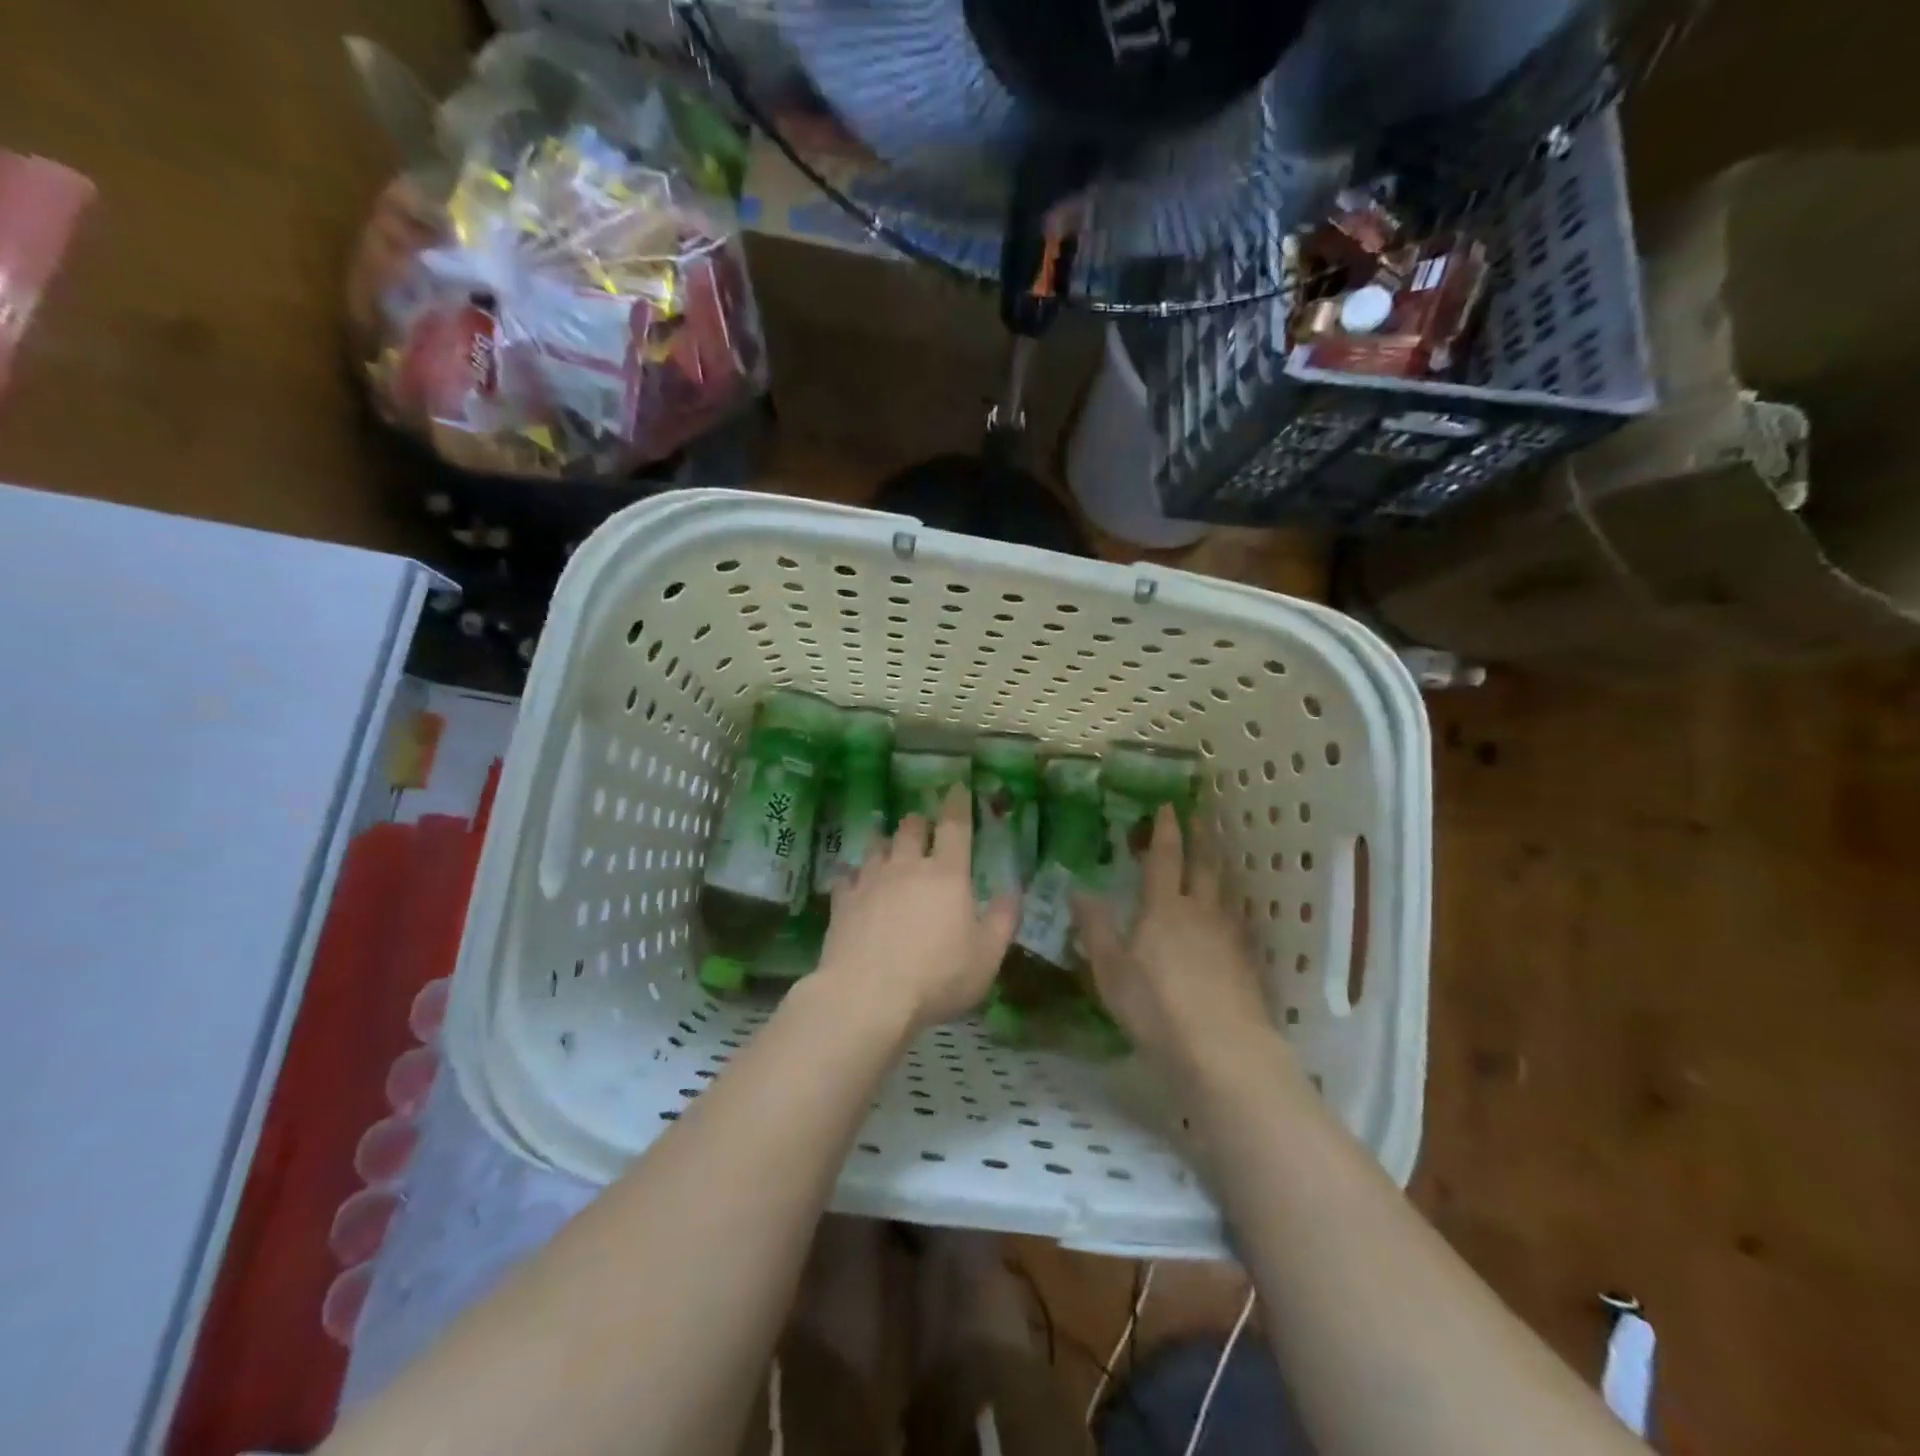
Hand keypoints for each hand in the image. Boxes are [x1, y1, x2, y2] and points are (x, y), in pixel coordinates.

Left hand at [817, 785, 1018, 1033]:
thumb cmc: (937, 976)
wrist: (867, 995)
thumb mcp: (986, 956)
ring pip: (876, 846)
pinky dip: (854, 876)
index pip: (955, 826)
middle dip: (918, 822)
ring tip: (889, 848)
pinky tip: (854, 883)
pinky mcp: (842, 901)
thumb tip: (1013, 890)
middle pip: (910, 828)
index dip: (957, 804)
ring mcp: (870, 881)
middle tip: (922, 826)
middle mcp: (907, 867)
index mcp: (946, 874)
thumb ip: (1002, 920)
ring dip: (885, 843)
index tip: (957, 787)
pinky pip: (847, 877)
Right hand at [1072, 804, 1275, 1070]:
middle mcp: (1200, 912)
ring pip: (1225, 891)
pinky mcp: (1247, 963)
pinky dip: (1230, 906)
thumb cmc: (1156, 1007)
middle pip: (1204, 866)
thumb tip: (1077, 889)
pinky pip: (1237, 920)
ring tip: (1216, 856)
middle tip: (1199, 817)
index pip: (1165, 858)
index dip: (1166, 830)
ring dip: (1219, 867)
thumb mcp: (1110, 970)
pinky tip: (1229, 916)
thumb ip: (1095, 928)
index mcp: (1164, 908)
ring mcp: (1229, 937)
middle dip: (1200, 838)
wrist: (1224, 1051)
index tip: (1169, 805)